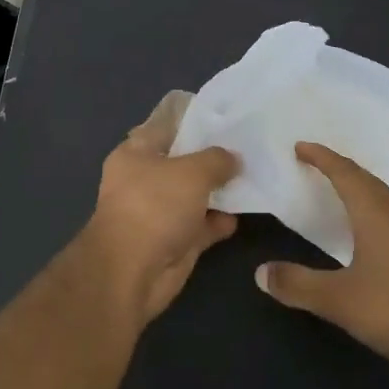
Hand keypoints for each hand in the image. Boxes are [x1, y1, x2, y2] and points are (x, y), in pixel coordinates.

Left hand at [79, 91, 238, 327]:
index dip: (194, 120)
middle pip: (183, 163)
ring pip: (194, 195)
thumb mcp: (192, 171)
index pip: (166, 127)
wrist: (134, 271)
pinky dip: (219, 221)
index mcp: (135, 153)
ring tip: (254, 177)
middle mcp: (144, 180)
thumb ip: (216, 160)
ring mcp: (159, 212)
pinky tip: (243, 213)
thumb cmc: (155, 205)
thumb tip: (233, 159)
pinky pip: (202, 225)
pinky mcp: (174, 241)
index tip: (226, 118)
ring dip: (220, 191)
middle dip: (213, 159)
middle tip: (249, 148)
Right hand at [255, 142, 388, 373]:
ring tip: (337, 193)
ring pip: (383, 200)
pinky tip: (367, 234)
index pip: (345, 174)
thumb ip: (299, 284)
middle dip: (340, 168)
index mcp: (376, 214)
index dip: (322, 158)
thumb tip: (260, 272)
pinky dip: (371, 212)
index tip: (300, 146)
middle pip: (367, 181)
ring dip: (359, 189)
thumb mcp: (340, 300)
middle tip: (315, 164)